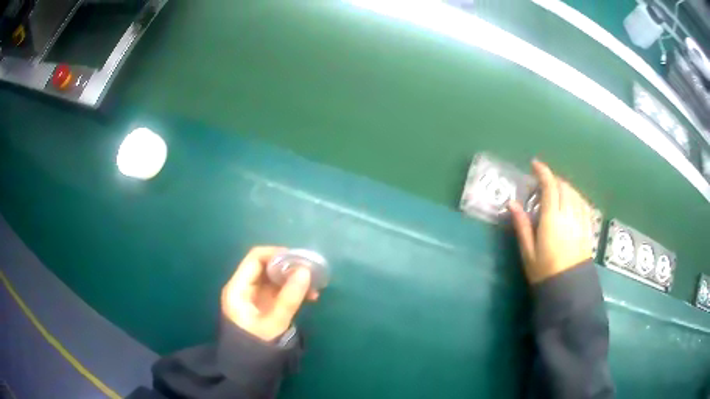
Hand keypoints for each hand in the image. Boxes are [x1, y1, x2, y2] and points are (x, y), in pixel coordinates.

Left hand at [221, 246, 318, 341]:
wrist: (248, 368)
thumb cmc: (256, 345)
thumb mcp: (274, 323)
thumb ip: (289, 298)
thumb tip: (305, 271)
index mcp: (238, 288)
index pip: (255, 258)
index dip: (276, 254)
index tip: (299, 259)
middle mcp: (244, 288)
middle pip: (266, 266)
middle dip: (289, 267)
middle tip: (311, 272)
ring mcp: (254, 297)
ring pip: (274, 279)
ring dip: (294, 279)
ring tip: (314, 287)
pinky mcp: (264, 306)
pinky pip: (279, 291)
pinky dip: (293, 291)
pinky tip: (309, 297)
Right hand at [508, 160, 591, 283]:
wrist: (568, 289)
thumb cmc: (544, 271)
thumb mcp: (528, 251)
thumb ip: (522, 225)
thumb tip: (511, 203)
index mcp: (552, 219)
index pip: (550, 186)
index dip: (543, 172)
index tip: (535, 164)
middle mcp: (568, 215)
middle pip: (564, 186)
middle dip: (553, 179)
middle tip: (543, 182)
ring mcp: (580, 220)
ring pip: (575, 193)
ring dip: (565, 187)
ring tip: (557, 191)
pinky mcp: (588, 227)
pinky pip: (584, 204)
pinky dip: (576, 197)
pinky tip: (572, 201)